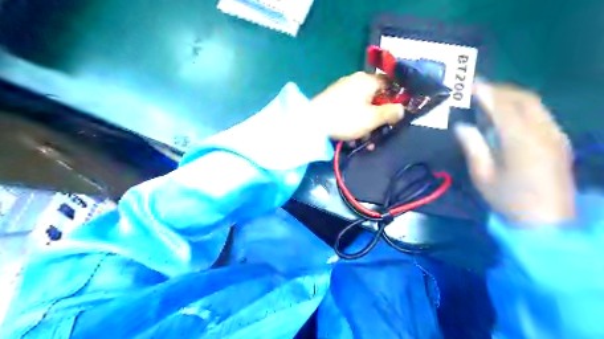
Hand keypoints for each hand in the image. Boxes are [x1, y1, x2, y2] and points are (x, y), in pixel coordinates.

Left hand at [309, 71, 402, 139]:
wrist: (310, 123)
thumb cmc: (344, 119)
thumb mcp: (371, 119)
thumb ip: (390, 113)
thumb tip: (402, 109)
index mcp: (367, 80)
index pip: (390, 83)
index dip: (397, 98)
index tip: (397, 114)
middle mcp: (355, 80)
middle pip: (376, 95)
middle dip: (380, 114)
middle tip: (381, 131)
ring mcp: (342, 88)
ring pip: (363, 104)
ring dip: (367, 121)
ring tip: (366, 139)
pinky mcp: (333, 98)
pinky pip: (351, 107)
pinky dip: (355, 119)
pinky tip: (354, 134)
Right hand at [456, 83, 577, 224]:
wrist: (547, 222)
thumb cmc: (508, 200)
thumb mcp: (483, 176)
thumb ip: (473, 147)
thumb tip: (461, 127)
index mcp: (520, 142)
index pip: (502, 108)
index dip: (486, 93)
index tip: (471, 84)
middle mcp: (543, 133)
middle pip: (523, 99)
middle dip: (500, 90)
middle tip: (479, 89)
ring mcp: (555, 136)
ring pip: (535, 104)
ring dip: (512, 97)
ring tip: (491, 99)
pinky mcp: (560, 141)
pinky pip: (541, 114)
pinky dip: (523, 107)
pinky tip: (509, 115)